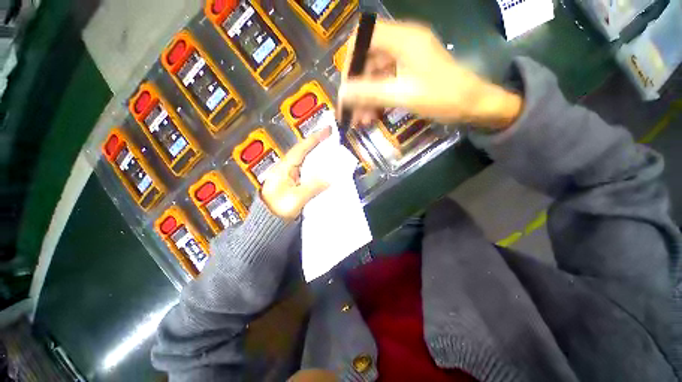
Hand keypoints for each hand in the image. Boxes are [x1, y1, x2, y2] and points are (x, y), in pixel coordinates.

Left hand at [262, 127, 331, 220]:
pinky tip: (323, 167)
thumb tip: (329, 178)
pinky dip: (315, 166)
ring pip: (305, 161)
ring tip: (330, 149)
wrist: (268, 223)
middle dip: (316, 144)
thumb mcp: (297, 199)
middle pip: (302, 152)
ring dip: (316, 154)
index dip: (314, 139)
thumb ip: (313, 187)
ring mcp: (289, 176)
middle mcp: (285, 169)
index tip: (326, 130)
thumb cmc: (278, 210)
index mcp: (283, 169)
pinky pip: (306, 171)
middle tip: (331, 138)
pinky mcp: (293, 183)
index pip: (300, 149)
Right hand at [339, 20, 522, 128]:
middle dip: (357, 88)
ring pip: (375, 75)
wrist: (472, 105)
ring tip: (361, 121)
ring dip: (366, 98)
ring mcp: (405, 59)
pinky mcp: (408, 72)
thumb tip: (341, 94)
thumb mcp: (403, 96)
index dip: (350, 60)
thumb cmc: (442, 97)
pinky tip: (372, 116)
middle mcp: (402, 43)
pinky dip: (376, 99)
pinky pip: (385, 83)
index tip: (346, 86)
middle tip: (350, 112)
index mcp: (402, 39)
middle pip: (367, 60)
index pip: (364, 37)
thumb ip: (370, 93)